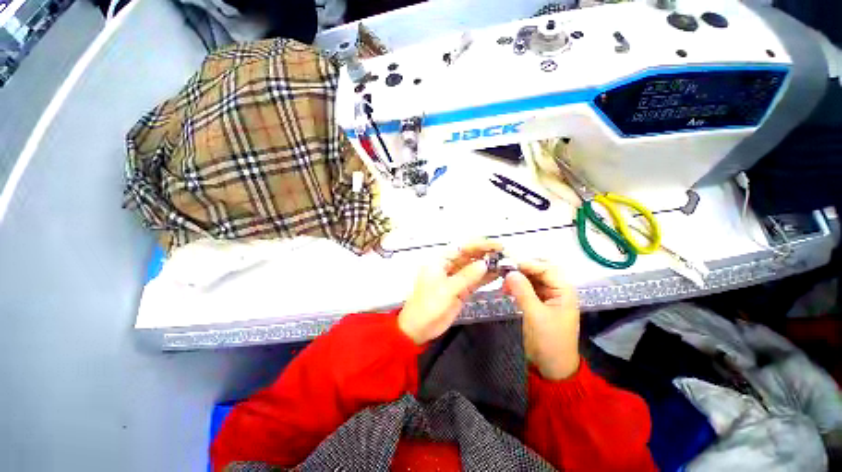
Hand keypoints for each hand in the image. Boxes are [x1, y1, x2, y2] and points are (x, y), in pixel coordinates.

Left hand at [398, 239, 502, 344]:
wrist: (419, 328)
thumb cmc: (428, 305)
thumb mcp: (446, 289)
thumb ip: (466, 276)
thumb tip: (485, 263)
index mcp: (440, 261)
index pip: (462, 247)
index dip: (479, 244)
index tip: (497, 246)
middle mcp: (448, 266)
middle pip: (469, 256)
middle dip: (486, 254)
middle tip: (505, 255)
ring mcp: (455, 278)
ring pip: (473, 268)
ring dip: (488, 265)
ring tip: (506, 264)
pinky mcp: (461, 290)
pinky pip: (475, 280)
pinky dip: (485, 277)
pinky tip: (498, 274)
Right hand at [503, 260, 579, 379]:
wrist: (552, 367)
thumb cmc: (549, 341)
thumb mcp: (535, 315)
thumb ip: (523, 291)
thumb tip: (510, 271)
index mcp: (564, 291)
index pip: (546, 268)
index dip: (527, 264)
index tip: (507, 264)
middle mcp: (557, 290)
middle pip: (539, 271)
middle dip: (522, 269)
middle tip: (503, 269)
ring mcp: (547, 296)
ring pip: (531, 279)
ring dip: (517, 277)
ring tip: (502, 281)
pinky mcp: (538, 303)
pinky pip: (527, 288)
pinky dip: (516, 286)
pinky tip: (505, 289)